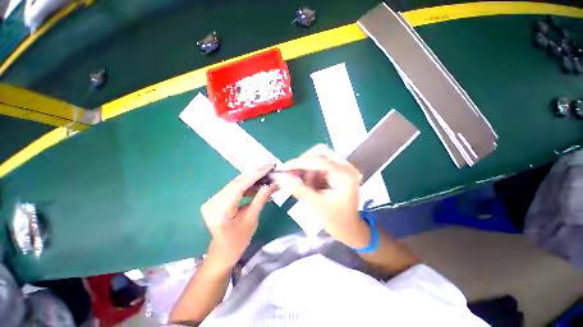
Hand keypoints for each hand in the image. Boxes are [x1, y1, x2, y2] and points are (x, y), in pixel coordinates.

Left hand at [201, 164, 277, 268]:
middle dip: (256, 174)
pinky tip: (259, 186)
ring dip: (253, 180)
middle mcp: (213, 201)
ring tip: (267, 178)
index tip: (270, 166)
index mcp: (220, 210)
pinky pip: (235, 189)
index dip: (256, 174)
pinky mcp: (217, 199)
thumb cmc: (238, 240)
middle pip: (237, 182)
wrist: (223, 252)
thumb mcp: (252, 219)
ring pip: (237, 183)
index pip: (240, 185)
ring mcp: (213, 199)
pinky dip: (248, 186)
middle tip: (271, 168)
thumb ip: (261, 199)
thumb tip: (272, 184)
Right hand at [272, 145, 370, 247]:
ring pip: (320, 157)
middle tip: (293, 173)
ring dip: (308, 168)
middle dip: (304, 162)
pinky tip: (312, 184)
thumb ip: (298, 190)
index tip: (284, 167)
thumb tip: (281, 177)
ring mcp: (345, 167)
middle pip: (321, 152)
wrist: (349, 227)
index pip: (320, 161)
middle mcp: (347, 168)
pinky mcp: (340, 170)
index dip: (300, 162)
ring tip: (306, 185)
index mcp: (345, 177)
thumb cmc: (335, 220)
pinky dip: (312, 171)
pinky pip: (322, 163)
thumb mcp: (316, 205)